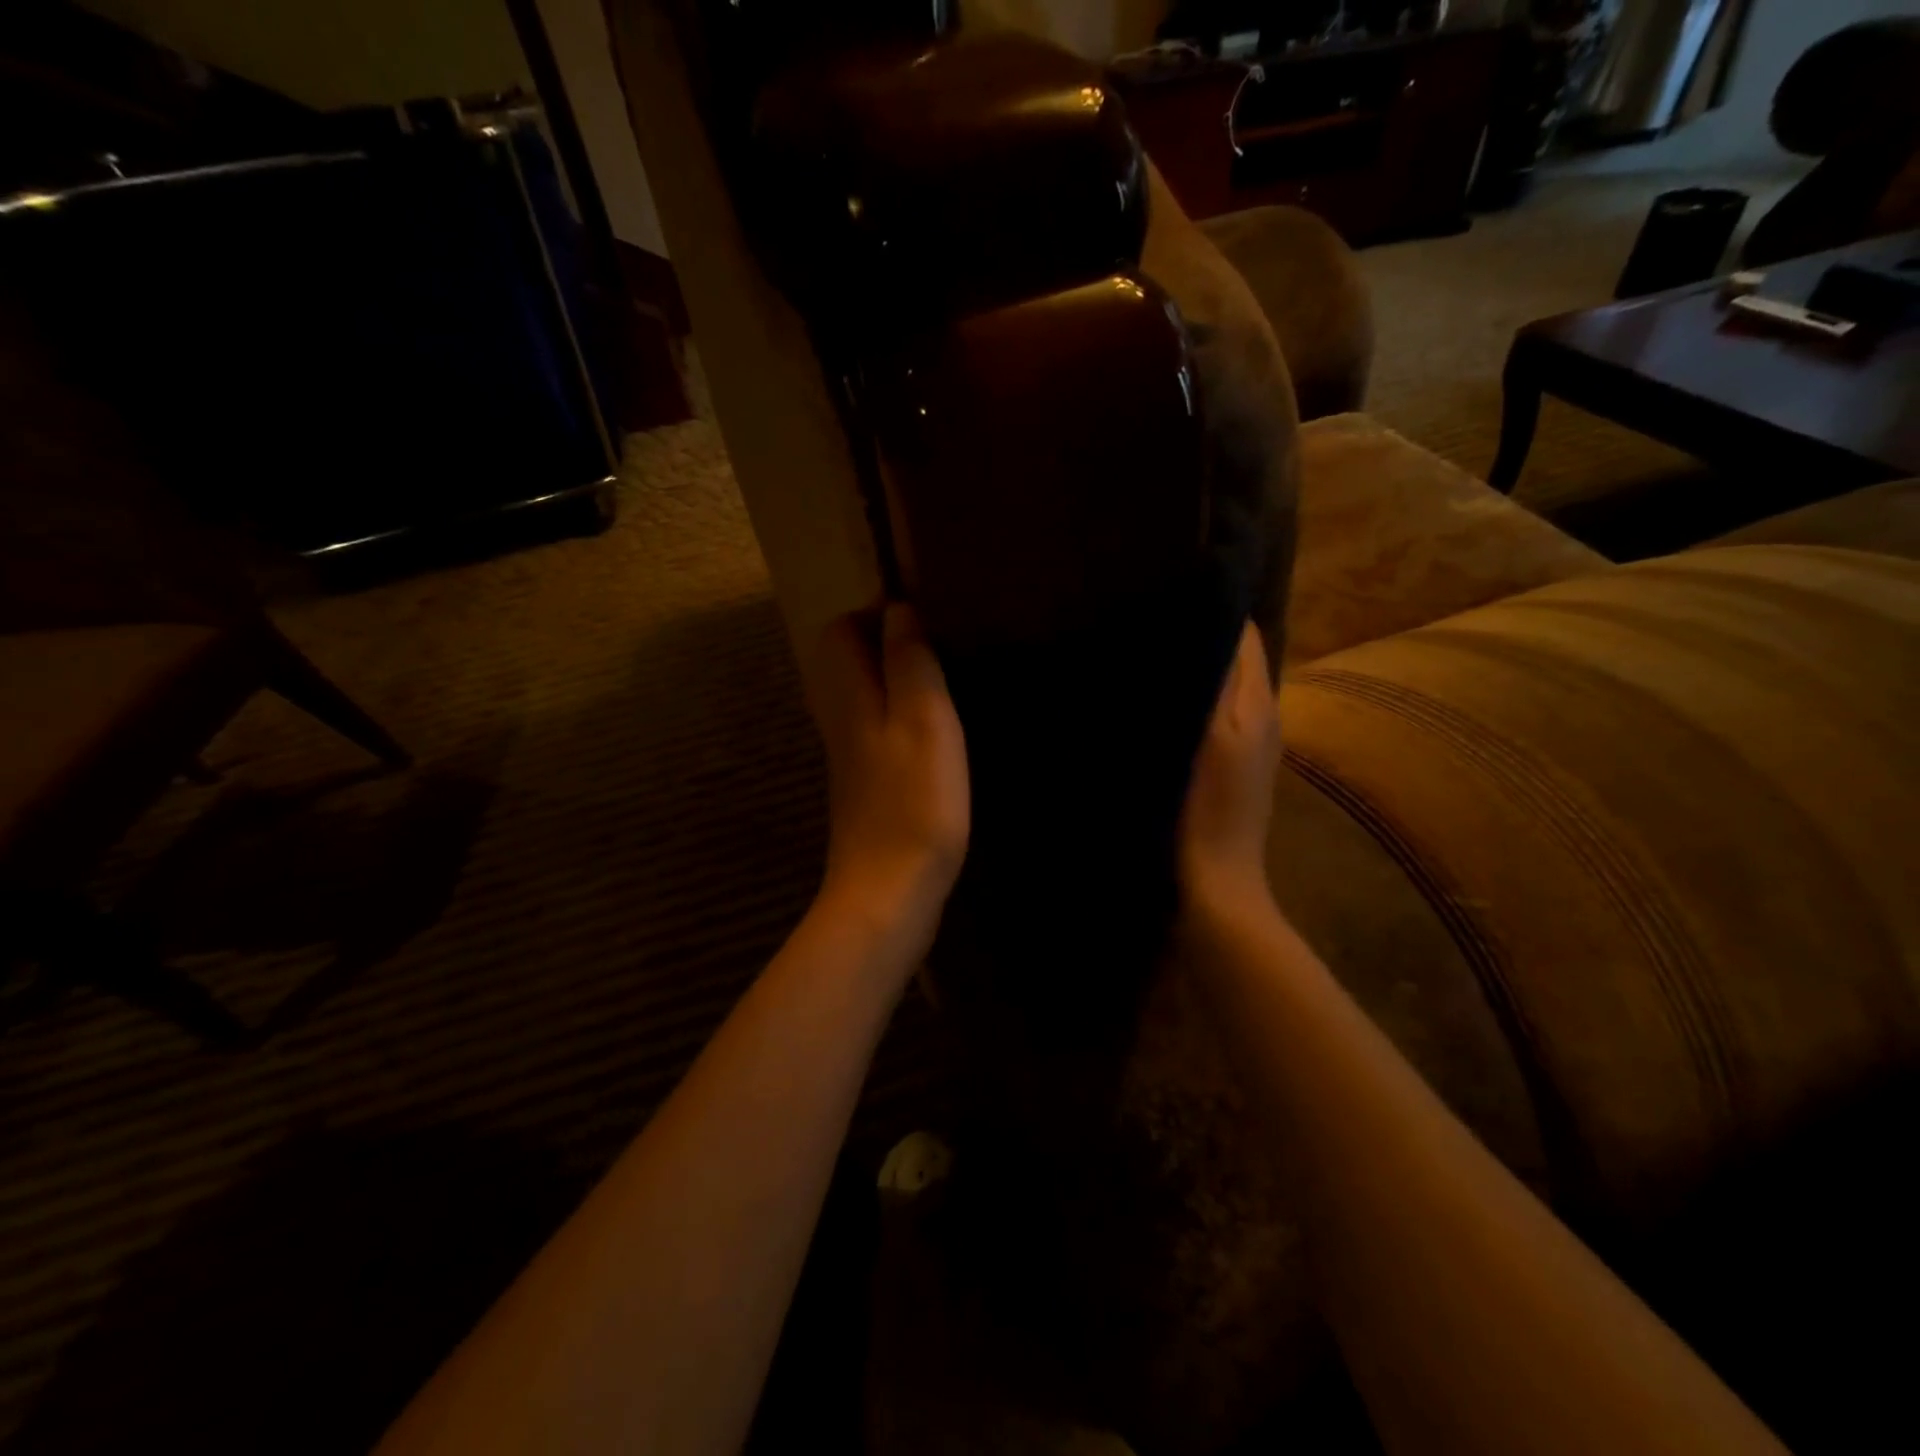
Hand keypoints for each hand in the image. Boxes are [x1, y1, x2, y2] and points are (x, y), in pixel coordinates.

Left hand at [807, 604, 969, 948]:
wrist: (888, 891)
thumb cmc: (913, 800)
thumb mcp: (923, 718)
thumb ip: (909, 661)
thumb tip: (899, 611)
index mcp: (847, 696)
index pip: (839, 630)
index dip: (876, 613)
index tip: (925, 618)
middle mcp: (839, 720)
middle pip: (846, 662)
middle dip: (885, 643)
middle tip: (939, 647)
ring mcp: (850, 756)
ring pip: (862, 696)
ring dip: (895, 680)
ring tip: (944, 682)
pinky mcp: (866, 785)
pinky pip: (875, 729)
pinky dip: (900, 716)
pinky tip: (936, 733)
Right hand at [1180, 622, 1280, 912]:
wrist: (1215, 884)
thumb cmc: (1205, 808)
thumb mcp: (1207, 737)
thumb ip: (1216, 681)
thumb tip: (1215, 620)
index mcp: (1258, 704)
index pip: (1245, 635)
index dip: (1215, 608)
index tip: (1171, 591)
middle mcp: (1263, 717)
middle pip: (1238, 659)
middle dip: (1204, 635)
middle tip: (1155, 618)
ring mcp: (1250, 746)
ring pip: (1226, 687)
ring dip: (1199, 667)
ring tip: (1154, 651)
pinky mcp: (1231, 769)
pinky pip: (1216, 715)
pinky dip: (1195, 698)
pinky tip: (1164, 702)